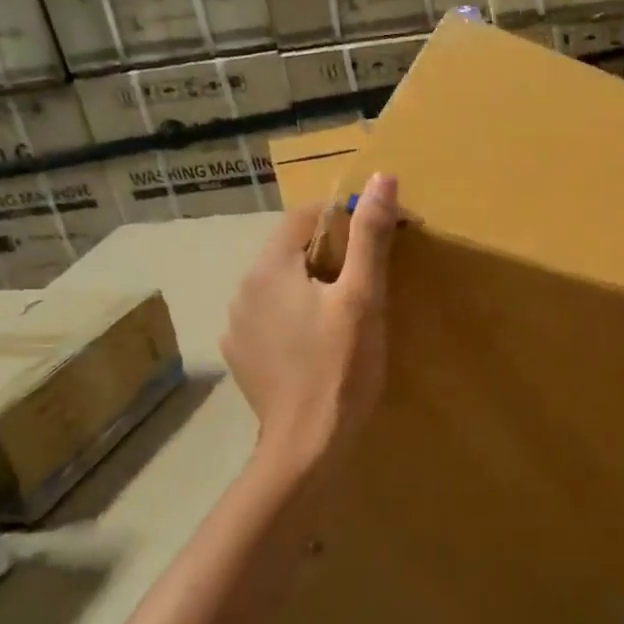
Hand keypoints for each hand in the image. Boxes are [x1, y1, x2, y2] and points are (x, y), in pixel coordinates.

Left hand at [222, 173, 398, 476]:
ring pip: (282, 284)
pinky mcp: (244, 356)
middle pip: (292, 250)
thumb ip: (370, 235)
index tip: (384, 234)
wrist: (308, 445)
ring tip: (350, 309)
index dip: (347, 216)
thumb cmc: (341, 366)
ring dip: (314, 283)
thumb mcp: (364, 297)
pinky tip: (321, 340)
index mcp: (269, 268)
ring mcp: (238, 326)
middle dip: (333, 252)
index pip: (306, 216)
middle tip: (373, 276)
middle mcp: (243, 289)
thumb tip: (382, 178)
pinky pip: (273, 317)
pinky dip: (298, 314)